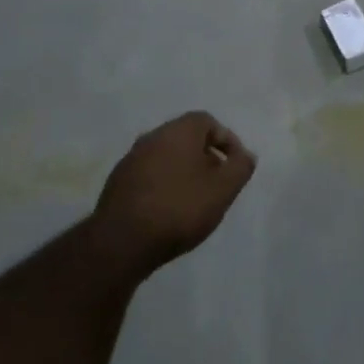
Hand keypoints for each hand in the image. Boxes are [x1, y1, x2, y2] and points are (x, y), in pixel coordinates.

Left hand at [91, 112, 255, 276]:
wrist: (122, 242)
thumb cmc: (179, 208)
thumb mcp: (222, 189)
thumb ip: (240, 167)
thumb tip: (246, 155)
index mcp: (178, 130)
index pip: (208, 121)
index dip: (226, 141)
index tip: (235, 166)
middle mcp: (153, 136)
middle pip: (186, 138)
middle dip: (206, 157)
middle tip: (217, 183)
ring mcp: (131, 158)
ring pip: (166, 157)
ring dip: (183, 172)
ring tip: (194, 200)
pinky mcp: (117, 182)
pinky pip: (149, 175)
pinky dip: (163, 185)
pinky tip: (168, 211)